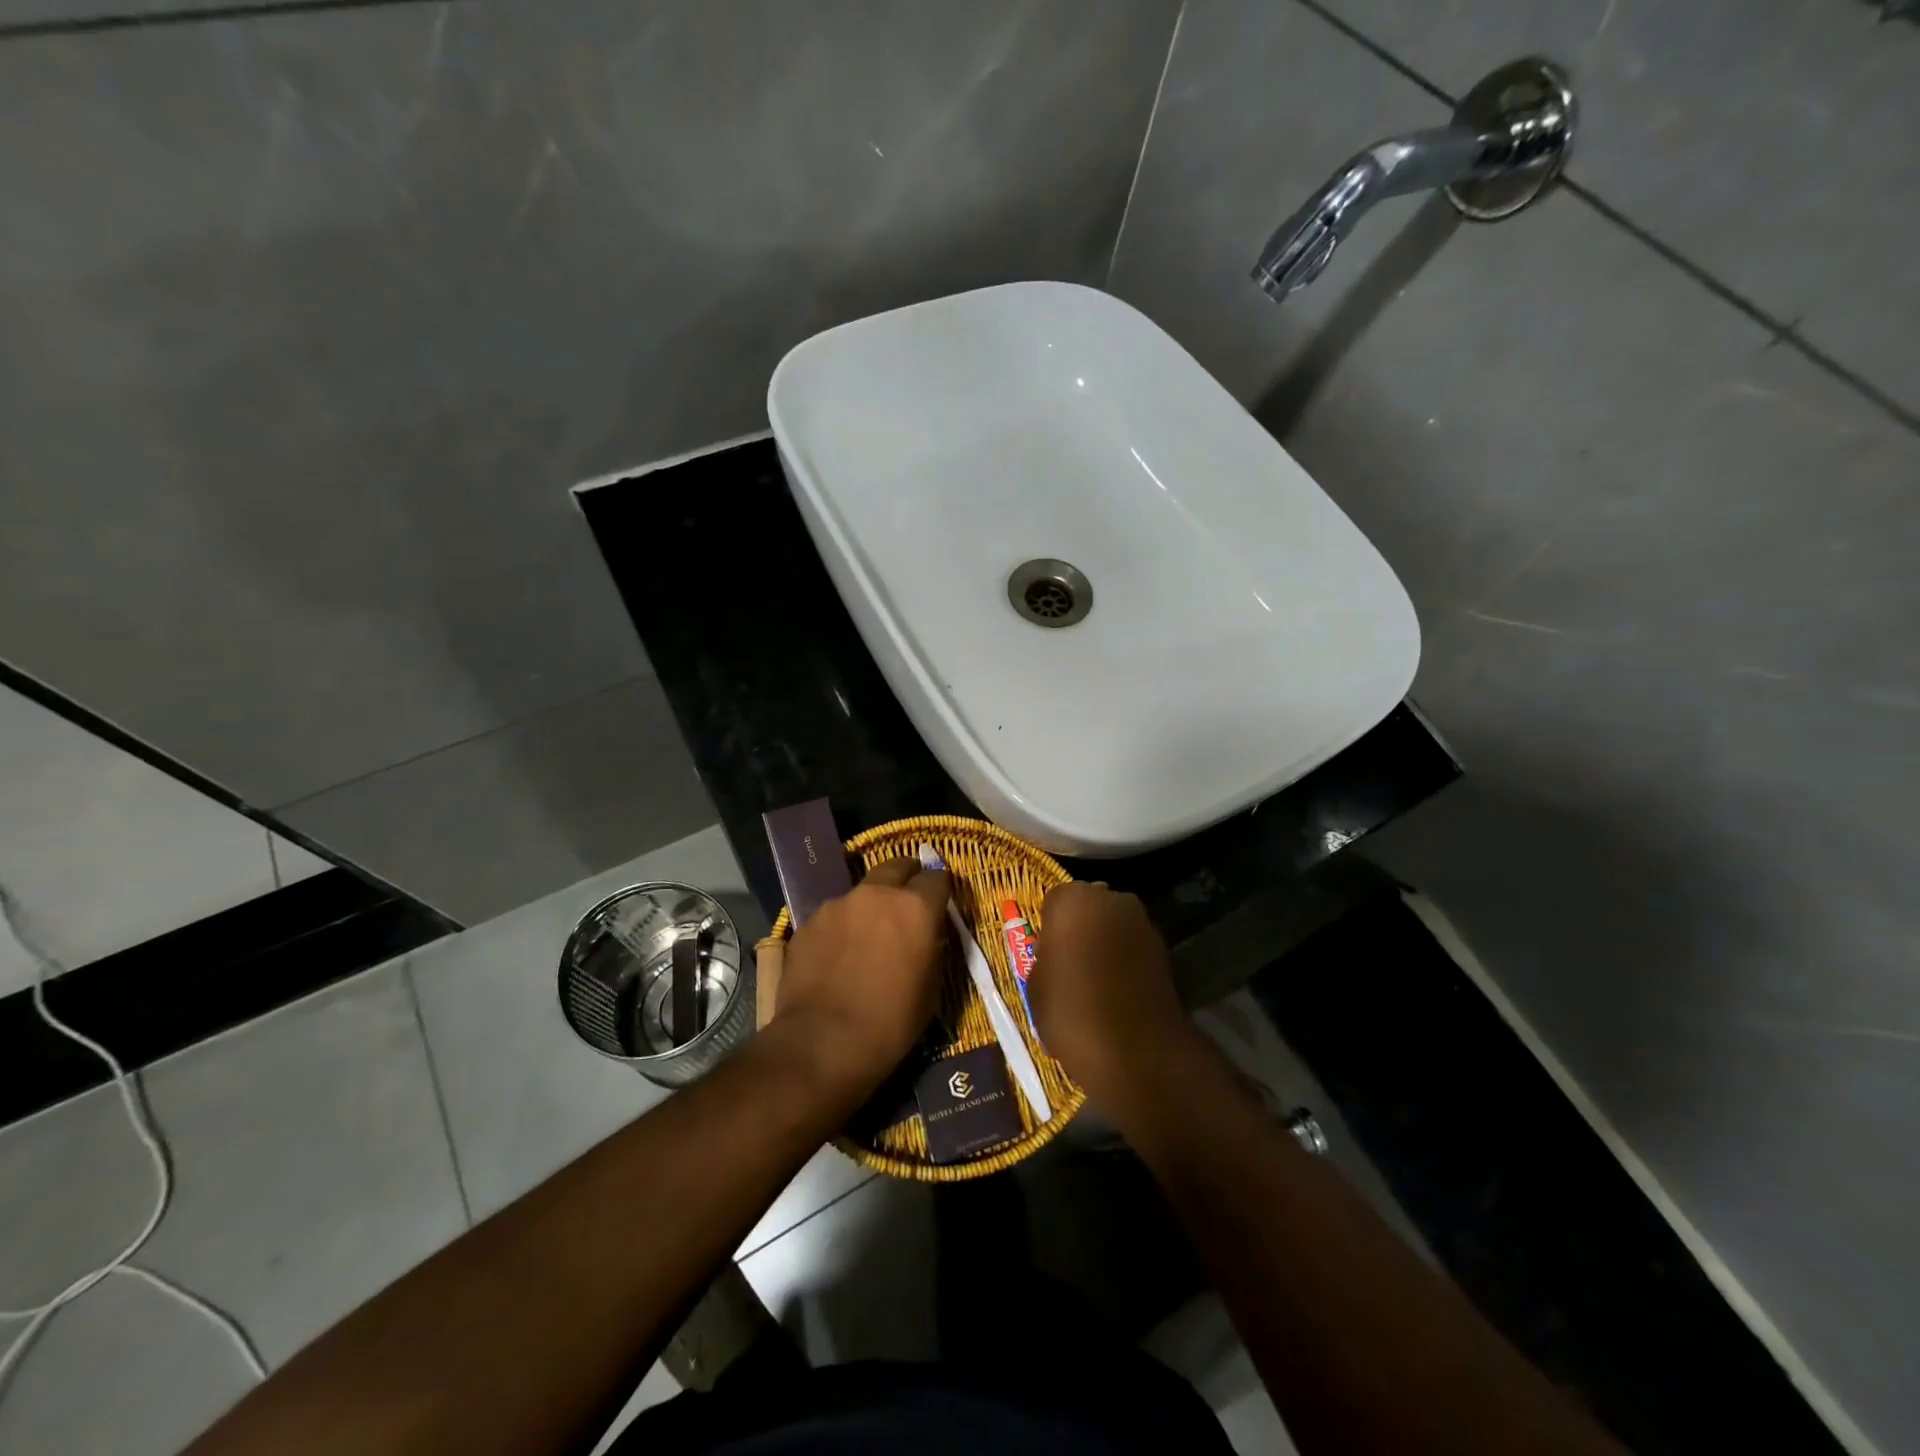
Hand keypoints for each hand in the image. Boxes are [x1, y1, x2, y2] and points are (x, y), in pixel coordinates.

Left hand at [771, 857, 949, 1100]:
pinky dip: (843, 927)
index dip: (940, 889)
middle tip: (907, 902)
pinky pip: (835, 915)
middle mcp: (877, 895)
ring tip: (868, 937)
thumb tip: (926, 935)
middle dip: (906, 878)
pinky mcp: (809, 922)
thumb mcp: (930, 988)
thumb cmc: (890, 1023)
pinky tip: (838, 955)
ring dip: (871, 906)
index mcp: (915, 908)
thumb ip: (931, 947)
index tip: (940, 903)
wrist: (822, 1044)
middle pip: (896, 866)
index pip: (937, 877)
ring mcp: (838, 904)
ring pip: (862, 892)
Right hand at [1031, 882, 1191, 1109]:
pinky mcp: (1164, 949)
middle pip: (1088, 906)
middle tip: (1069, 964)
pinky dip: (1126, 961)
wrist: (1136, 1051)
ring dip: (1105, 943)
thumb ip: (1045, 957)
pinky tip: (1118, 992)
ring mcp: (1142, 922)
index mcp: (1072, 900)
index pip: (1054, 901)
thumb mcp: (1036, 986)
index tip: (1046, 954)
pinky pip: (1133, 947)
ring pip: (1113, 925)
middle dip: (1080, 928)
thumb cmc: (1071, 1012)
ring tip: (1094, 981)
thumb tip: (1056, 955)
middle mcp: (1111, 899)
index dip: (1049, 926)